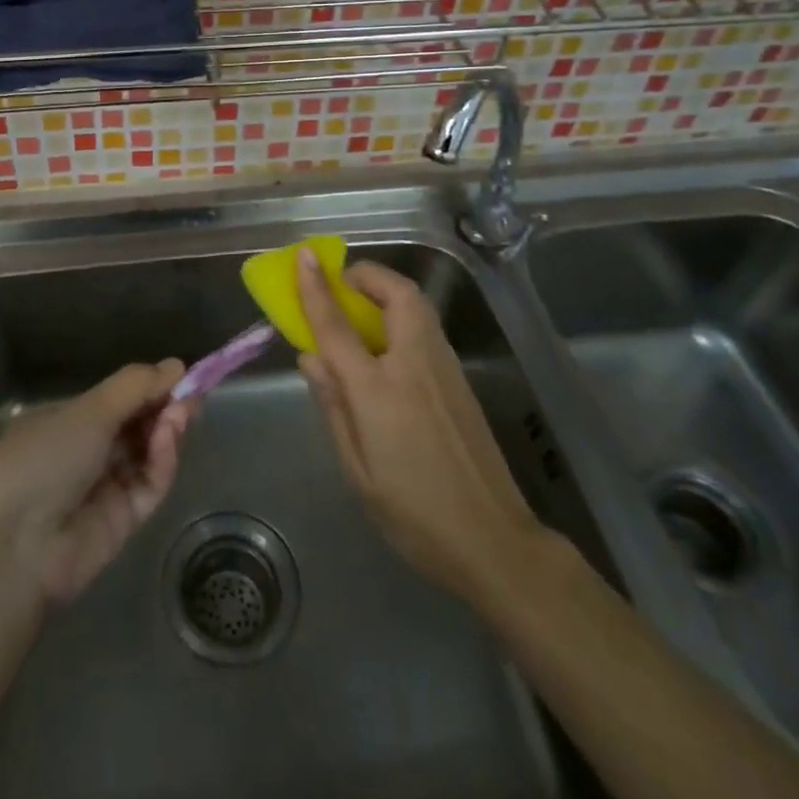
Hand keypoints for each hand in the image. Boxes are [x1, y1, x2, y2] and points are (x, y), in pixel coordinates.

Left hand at [0, 361, 196, 605]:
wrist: (14, 547)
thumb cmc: (42, 458)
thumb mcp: (87, 410)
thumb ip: (135, 387)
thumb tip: (176, 366)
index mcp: (67, 421)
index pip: (118, 399)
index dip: (150, 386)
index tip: (181, 373)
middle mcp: (86, 452)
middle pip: (137, 425)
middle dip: (165, 406)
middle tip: (193, 393)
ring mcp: (104, 488)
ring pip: (148, 453)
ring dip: (167, 429)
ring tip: (182, 412)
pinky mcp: (123, 522)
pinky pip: (149, 484)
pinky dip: (162, 461)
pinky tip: (168, 438)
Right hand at [296, 252, 546, 605]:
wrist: (494, 541)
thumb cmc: (414, 514)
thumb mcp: (357, 470)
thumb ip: (334, 406)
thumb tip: (312, 358)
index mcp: (379, 390)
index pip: (338, 326)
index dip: (316, 288)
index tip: (304, 256)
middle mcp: (414, 365)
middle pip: (396, 294)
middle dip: (367, 275)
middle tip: (342, 283)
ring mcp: (444, 369)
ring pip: (417, 306)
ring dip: (386, 291)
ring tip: (360, 309)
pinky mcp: (461, 380)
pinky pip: (426, 328)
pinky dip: (402, 315)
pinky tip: (388, 345)